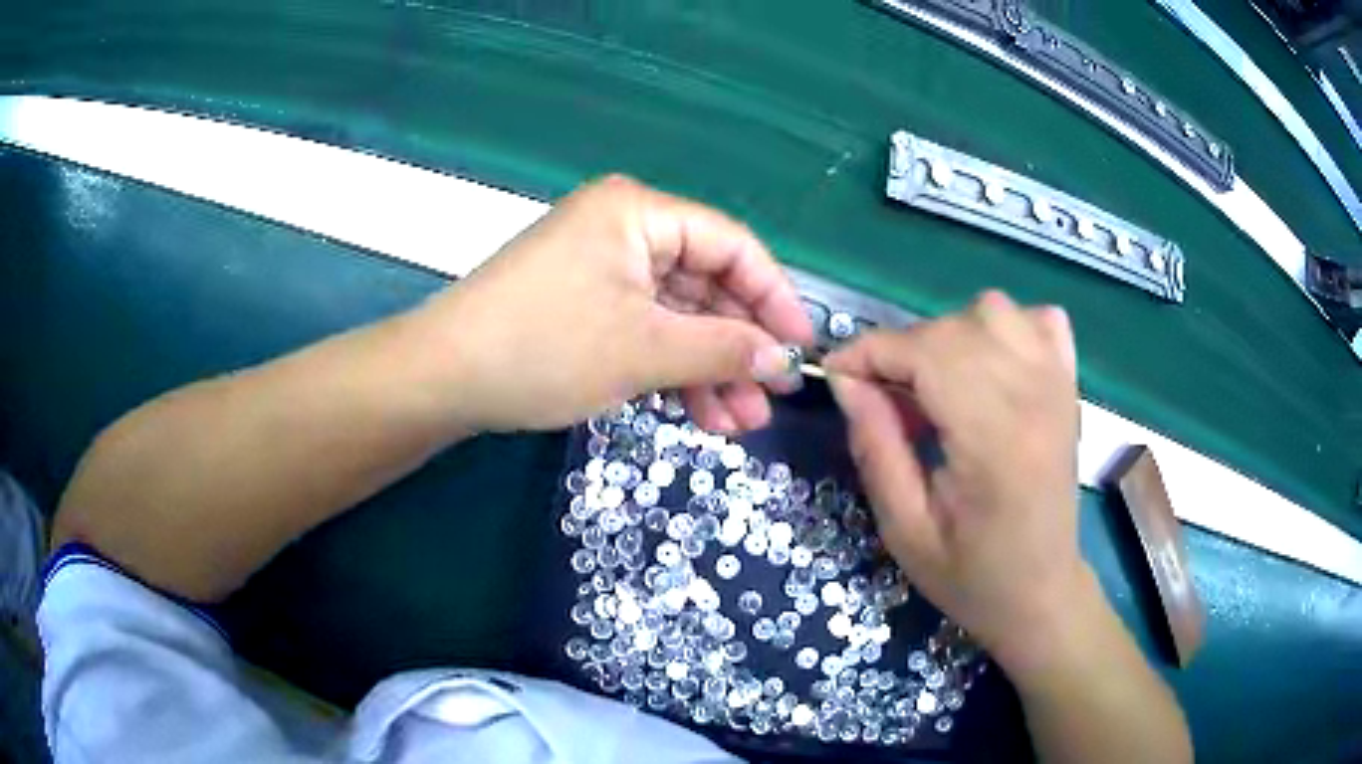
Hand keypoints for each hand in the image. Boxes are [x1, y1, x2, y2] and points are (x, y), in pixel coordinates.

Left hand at [416, 175, 812, 433]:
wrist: (443, 378)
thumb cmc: (543, 348)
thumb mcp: (643, 350)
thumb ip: (723, 350)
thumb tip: (784, 359)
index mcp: (639, 212)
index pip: (732, 245)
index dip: (775, 297)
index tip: (802, 349)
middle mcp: (625, 228)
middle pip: (706, 284)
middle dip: (739, 346)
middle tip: (770, 400)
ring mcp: (603, 268)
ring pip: (678, 315)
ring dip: (709, 368)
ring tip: (739, 424)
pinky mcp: (586, 303)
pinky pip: (646, 330)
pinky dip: (672, 370)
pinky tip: (700, 414)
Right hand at [824, 291, 1089, 670]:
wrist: (1041, 592)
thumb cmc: (971, 575)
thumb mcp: (905, 529)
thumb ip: (876, 448)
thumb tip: (846, 380)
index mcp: (994, 440)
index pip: (927, 354)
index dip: (870, 352)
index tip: (836, 373)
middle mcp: (1034, 397)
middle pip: (955, 328)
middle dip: (903, 350)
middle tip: (885, 400)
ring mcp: (1058, 385)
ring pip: (996, 310)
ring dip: (952, 335)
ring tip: (938, 383)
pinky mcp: (1069, 386)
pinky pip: (1040, 320)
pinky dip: (1007, 329)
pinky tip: (991, 365)